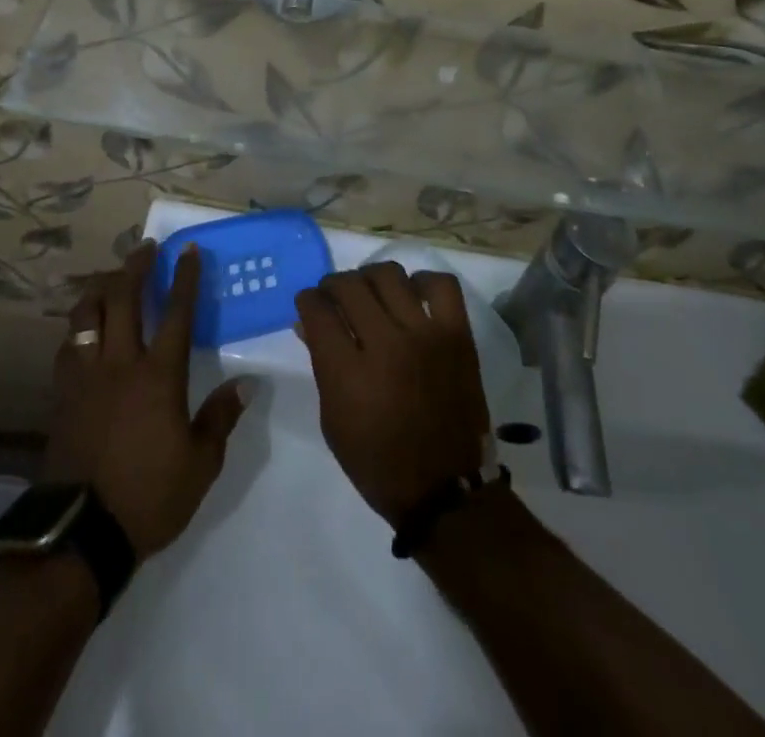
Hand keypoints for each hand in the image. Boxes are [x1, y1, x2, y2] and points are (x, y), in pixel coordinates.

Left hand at [45, 244, 248, 559]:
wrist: (79, 534)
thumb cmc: (149, 497)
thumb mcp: (200, 464)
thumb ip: (220, 418)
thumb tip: (245, 384)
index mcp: (158, 376)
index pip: (175, 312)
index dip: (184, 278)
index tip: (187, 250)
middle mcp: (120, 364)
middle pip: (123, 298)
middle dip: (135, 266)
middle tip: (146, 248)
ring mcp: (85, 377)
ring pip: (86, 314)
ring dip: (100, 287)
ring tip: (111, 277)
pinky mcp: (62, 395)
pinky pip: (67, 346)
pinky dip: (78, 326)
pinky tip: (84, 328)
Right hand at [295, 263, 491, 527]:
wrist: (446, 490)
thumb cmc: (379, 463)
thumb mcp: (334, 421)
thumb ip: (321, 366)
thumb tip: (308, 323)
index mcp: (348, 372)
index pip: (317, 309)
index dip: (307, 301)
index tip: (310, 305)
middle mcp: (385, 343)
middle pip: (349, 285)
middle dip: (333, 286)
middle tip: (336, 298)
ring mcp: (425, 334)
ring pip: (389, 275)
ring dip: (371, 279)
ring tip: (372, 295)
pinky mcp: (457, 335)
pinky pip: (441, 285)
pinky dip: (423, 283)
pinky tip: (413, 297)